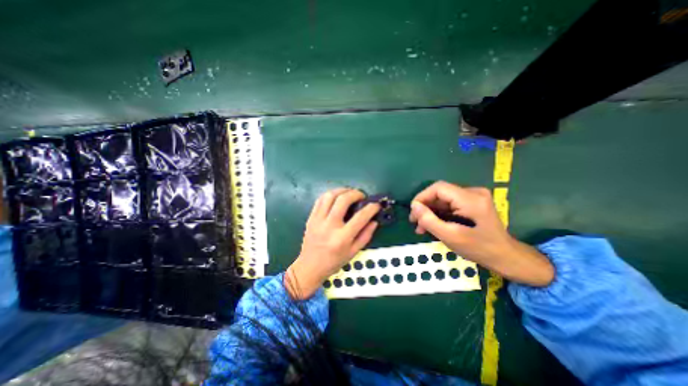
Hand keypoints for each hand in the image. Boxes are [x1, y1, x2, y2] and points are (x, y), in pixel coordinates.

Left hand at [285, 189, 381, 299]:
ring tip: (349, 193)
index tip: (376, 205)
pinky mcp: (311, 217)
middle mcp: (329, 226)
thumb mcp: (353, 252)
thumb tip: (374, 220)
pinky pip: (320, 199)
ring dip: (342, 190)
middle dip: (356, 193)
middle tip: (362, 196)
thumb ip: (366, 235)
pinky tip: (337, 197)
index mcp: (342, 238)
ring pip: (330, 195)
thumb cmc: (334, 262)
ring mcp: (318, 220)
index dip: (371, 208)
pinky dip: (330, 194)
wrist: (310, 267)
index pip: (360, 217)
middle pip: (343, 200)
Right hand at [408, 182, 552, 287]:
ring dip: (430, 212)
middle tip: (415, 222)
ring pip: (443, 199)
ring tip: (421, 227)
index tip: (413, 212)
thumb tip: (414, 206)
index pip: (438, 188)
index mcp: (470, 199)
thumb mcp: (450, 236)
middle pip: (440, 193)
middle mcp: (473, 192)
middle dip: (425, 207)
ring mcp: (474, 197)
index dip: (422, 197)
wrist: (505, 256)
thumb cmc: (478, 249)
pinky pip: (449, 204)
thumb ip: (429, 220)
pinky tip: (432, 224)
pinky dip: (439, 213)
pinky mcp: (472, 202)